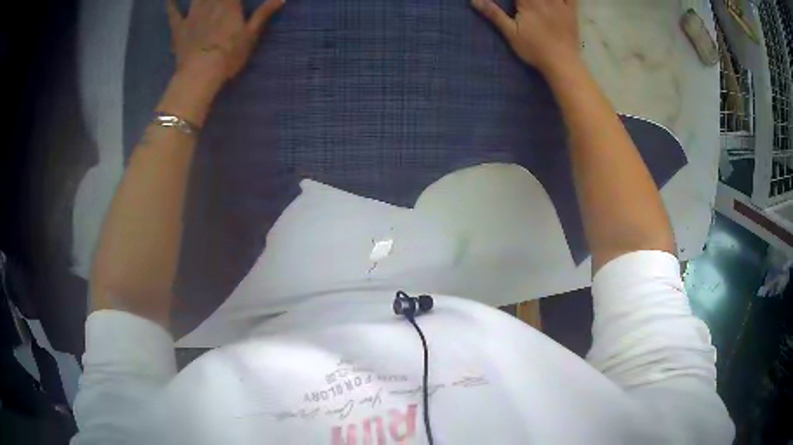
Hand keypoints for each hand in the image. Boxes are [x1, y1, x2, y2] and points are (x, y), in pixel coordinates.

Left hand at [167, 0, 284, 86]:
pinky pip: (173, 12)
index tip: (236, 0)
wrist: (200, 74)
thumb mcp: (251, 34)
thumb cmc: (229, 55)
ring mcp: (192, 14)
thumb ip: (263, 13)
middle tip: (220, 0)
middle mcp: (210, 2)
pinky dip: (171, 4)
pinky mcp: (178, 27)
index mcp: (229, 3)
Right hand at [471, 0, 580, 74]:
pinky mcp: (571, 11)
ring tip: (537, 1)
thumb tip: (474, 0)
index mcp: (527, 1)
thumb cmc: (534, 49)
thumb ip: (493, 14)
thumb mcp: (510, 33)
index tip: (513, 1)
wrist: (561, 63)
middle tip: (522, 1)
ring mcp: (559, 3)